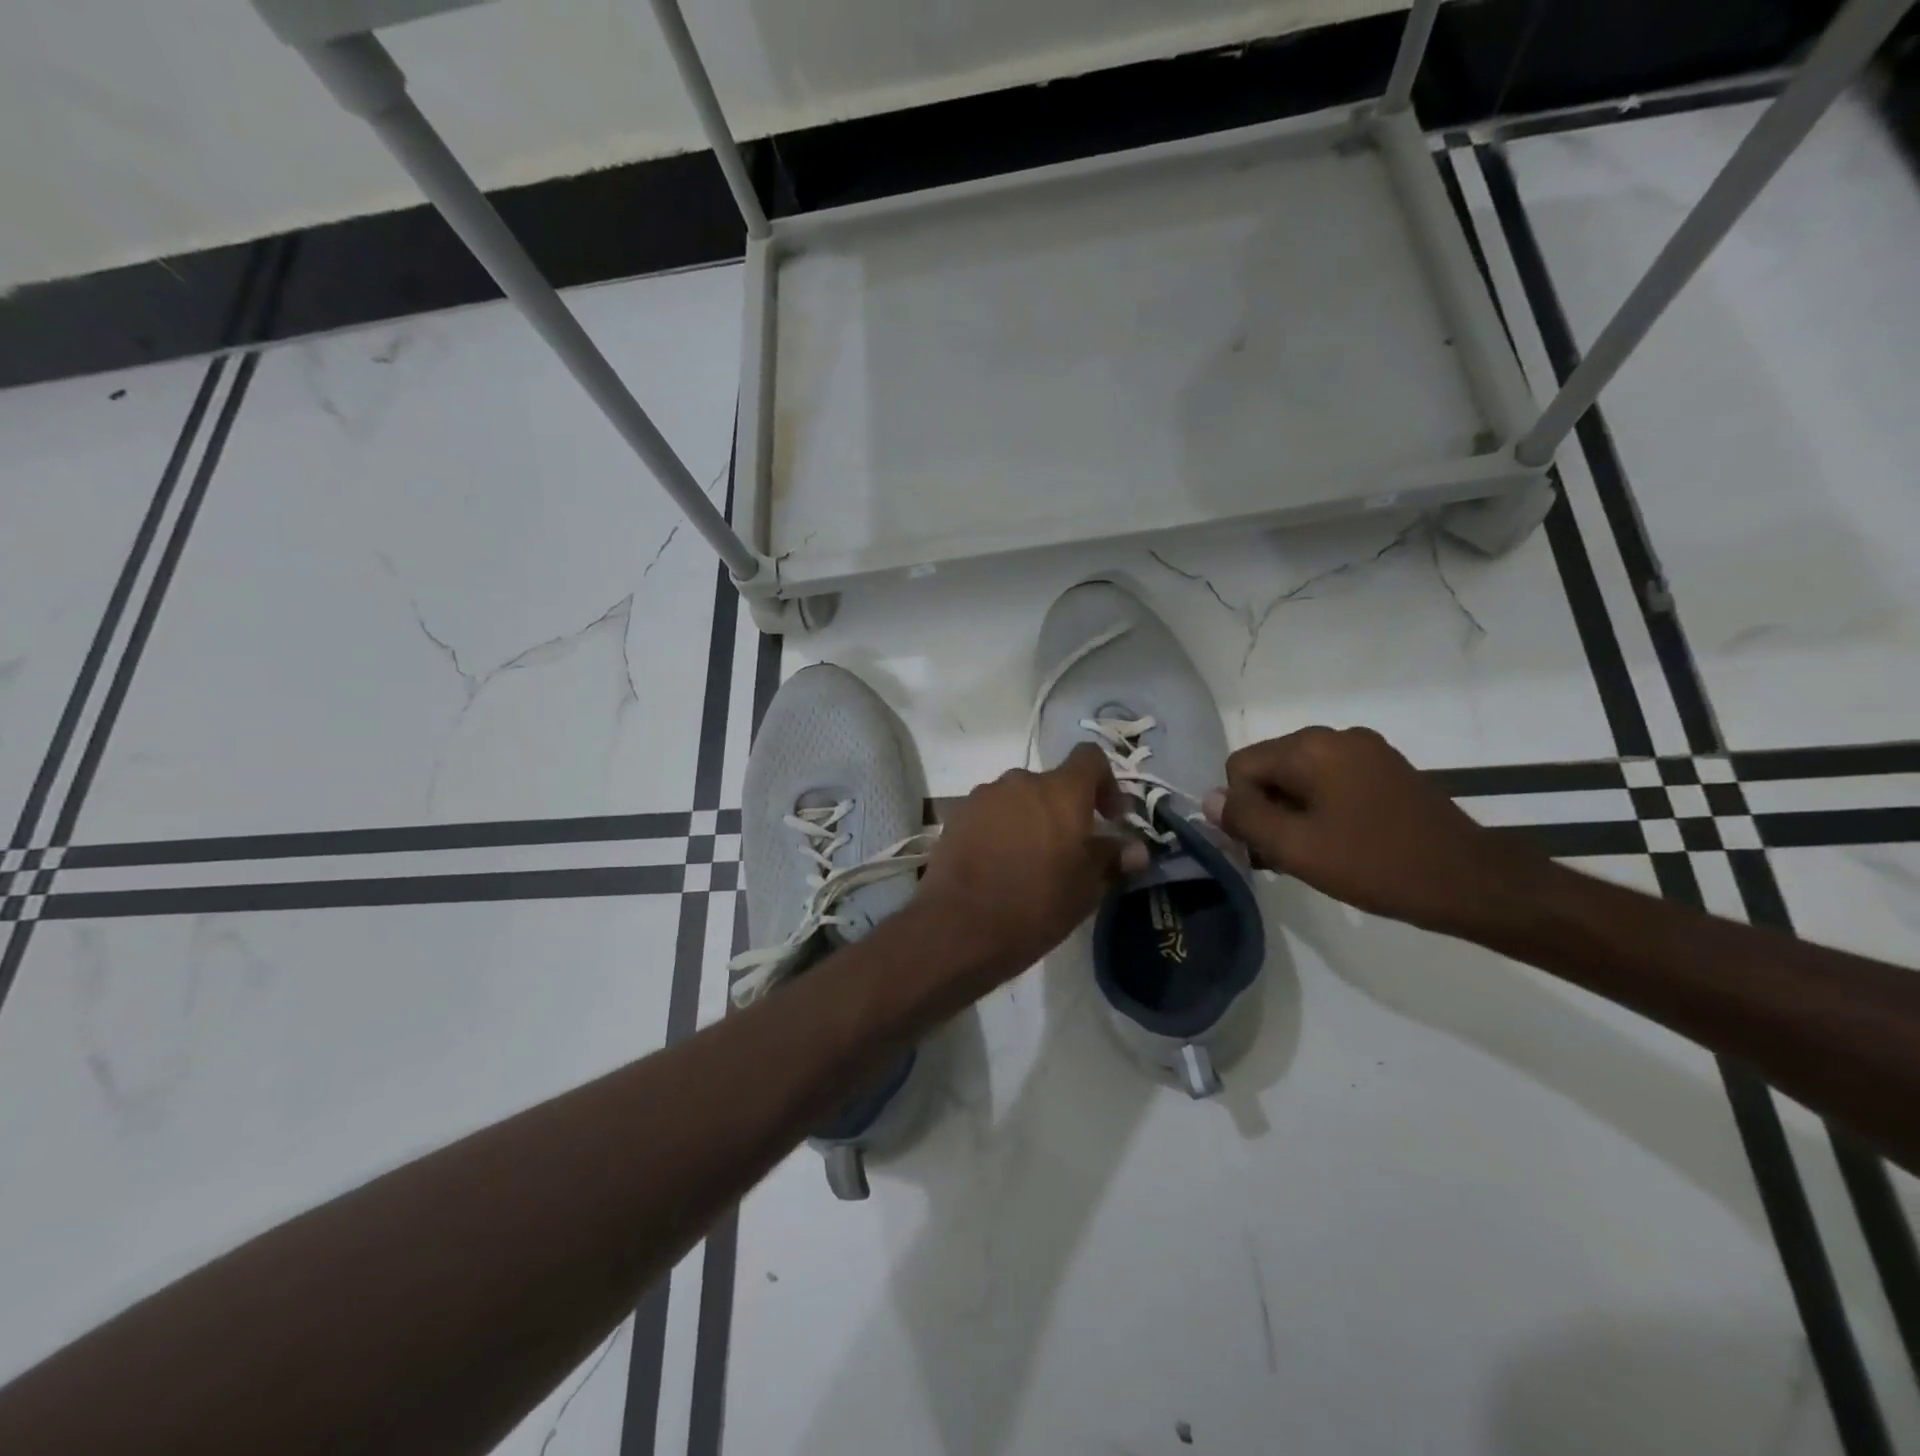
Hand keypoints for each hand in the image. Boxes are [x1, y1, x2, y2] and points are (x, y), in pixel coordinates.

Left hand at [917, 743, 1141, 981]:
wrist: (959, 927)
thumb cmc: (1035, 905)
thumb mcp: (1086, 889)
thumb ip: (1112, 859)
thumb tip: (1136, 849)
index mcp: (1061, 791)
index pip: (1090, 757)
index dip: (1105, 783)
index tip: (1109, 818)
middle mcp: (1020, 781)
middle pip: (1051, 783)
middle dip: (1064, 810)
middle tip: (1068, 850)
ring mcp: (983, 795)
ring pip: (1018, 798)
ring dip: (1030, 819)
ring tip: (1029, 861)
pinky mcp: (956, 815)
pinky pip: (989, 813)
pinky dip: (1000, 829)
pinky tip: (998, 865)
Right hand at [1205, 727, 1544, 935]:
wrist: (1471, 882)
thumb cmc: (1376, 864)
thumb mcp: (1297, 848)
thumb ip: (1245, 819)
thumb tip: (1209, 798)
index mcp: (1311, 747)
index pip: (1240, 767)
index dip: (1242, 809)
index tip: (1265, 848)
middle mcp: (1336, 736)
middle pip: (1269, 768)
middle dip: (1266, 810)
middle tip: (1286, 857)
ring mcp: (1365, 751)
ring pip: (1298, 777)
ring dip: (1292, 813)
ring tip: (1312, 855)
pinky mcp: (1386, 769)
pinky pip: (1330, 781)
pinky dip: (1320, 809)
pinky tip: (1337, 843)